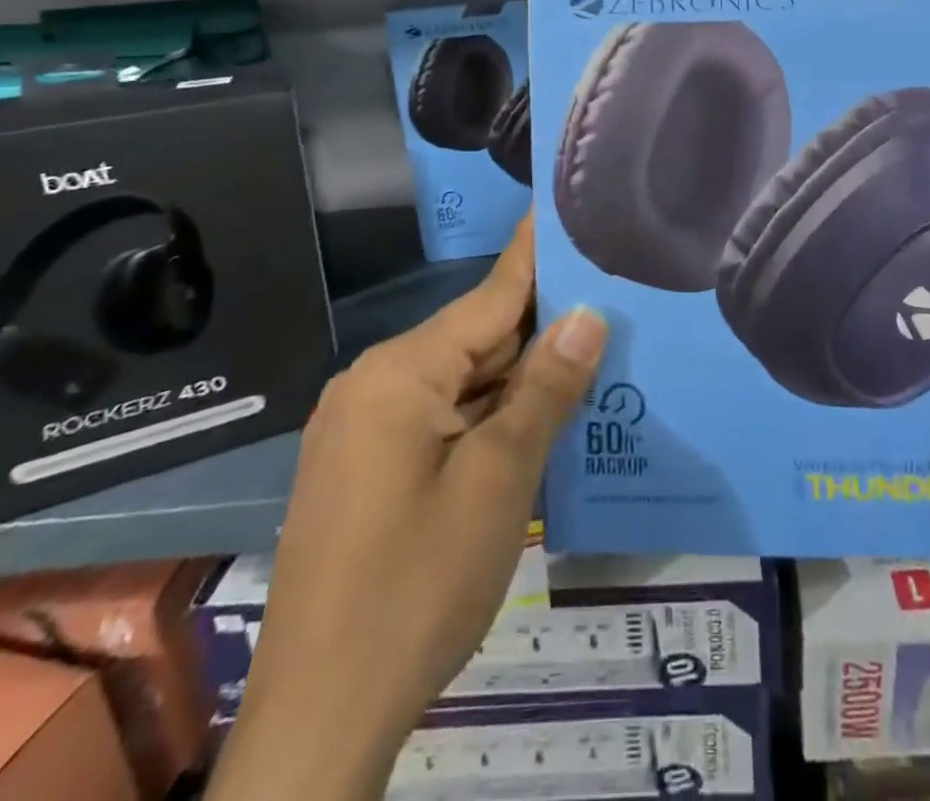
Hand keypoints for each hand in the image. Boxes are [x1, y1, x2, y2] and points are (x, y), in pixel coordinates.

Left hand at [207, 215, 607, 800]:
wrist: (320, 718)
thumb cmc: (418, 585)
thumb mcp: (499, 481)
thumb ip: (545, 390)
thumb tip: (587, 315)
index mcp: (400, 372)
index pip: (490, 296)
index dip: (535, 255)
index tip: (564, 211)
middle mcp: (375, 385)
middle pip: (475, 340)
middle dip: (540, 327)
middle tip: (609, 295)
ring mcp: (365, 429)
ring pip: (460, 382)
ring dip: (518, 377)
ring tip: (589, 348)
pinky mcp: (366, 468)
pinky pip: (441, 418)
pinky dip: (489, 413)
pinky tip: (536, 414)